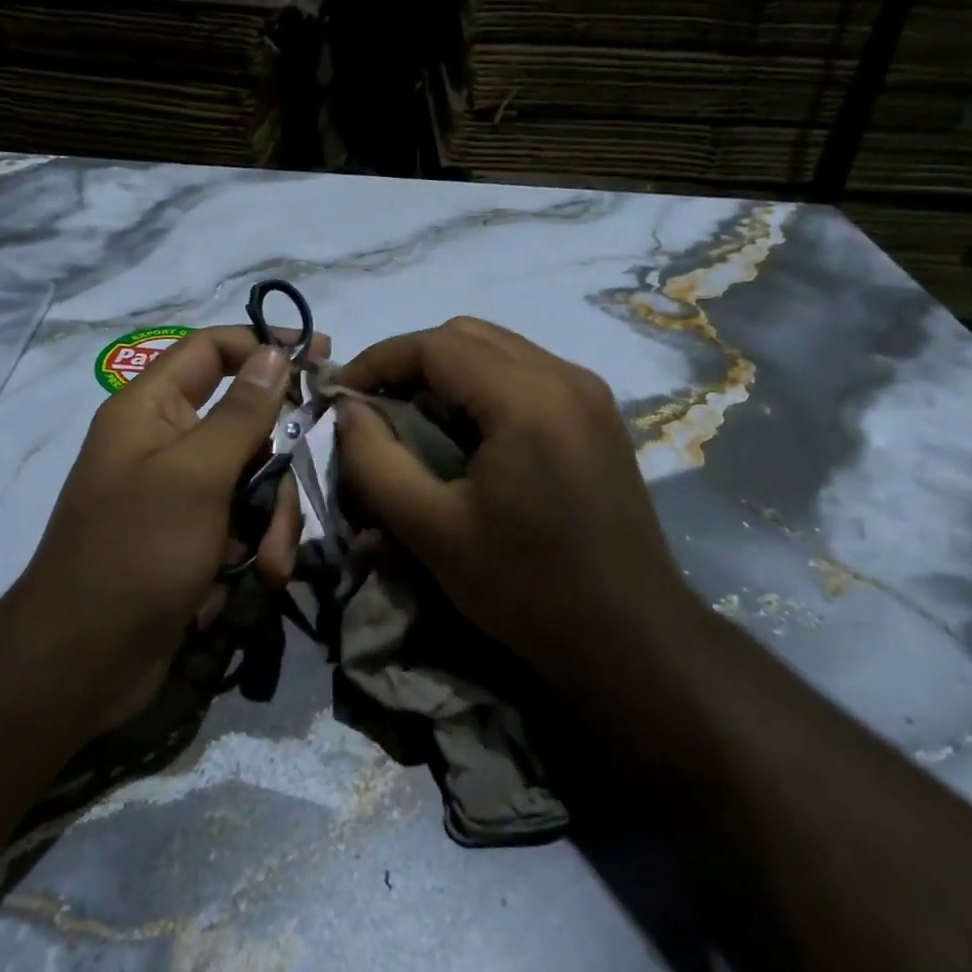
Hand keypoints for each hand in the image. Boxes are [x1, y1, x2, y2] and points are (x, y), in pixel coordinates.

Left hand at [7, 324, 326, 736]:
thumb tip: (273, 352)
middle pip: (244, 426)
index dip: (264, 344)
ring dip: (270, 520)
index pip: (211, 350)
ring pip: (251, 479)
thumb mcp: (198, 475)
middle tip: (289, 508)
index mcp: (149, 410)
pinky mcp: (189, 536)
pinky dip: (252, 547)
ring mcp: (177, 493)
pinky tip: (251, 579)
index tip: (320, 354)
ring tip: (267, 564)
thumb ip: (242, 412)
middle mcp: (163, 442)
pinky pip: (239, 521)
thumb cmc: (136, 554)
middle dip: (275, 471)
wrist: (82, 663)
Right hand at [334, 318, 688, 679]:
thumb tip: (347, 409)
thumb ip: (375, 461)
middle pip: (468, 335)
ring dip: (447, 371)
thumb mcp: (431, 530)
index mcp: (526, 398)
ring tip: (413, 419)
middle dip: (411, 361)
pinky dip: (483, 385)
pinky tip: (467, 432)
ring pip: (499, 349)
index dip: (378, 359)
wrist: (630, 636)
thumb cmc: (525, 587)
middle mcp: (565, 375)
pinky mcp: (599, 414)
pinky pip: (527, 372)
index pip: (435, 344)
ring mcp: (589, 391)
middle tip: (374, 407)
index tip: (341, 393)